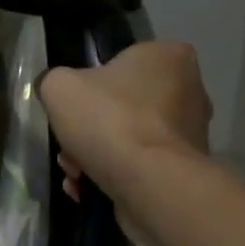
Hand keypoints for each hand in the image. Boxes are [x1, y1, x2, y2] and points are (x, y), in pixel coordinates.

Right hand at [39, 41, 211, 245]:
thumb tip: (57, 92)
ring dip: (94, 156)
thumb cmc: (109, 120)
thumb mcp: (59, 87)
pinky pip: (139, 166)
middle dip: (89, 130)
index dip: (89, 85)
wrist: (149, 183)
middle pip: (122, 106)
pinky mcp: (184, 170)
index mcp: (167, 56)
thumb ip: (54, 81)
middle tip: (68, 146)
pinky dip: (112, 176)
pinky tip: (87, 189)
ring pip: (127, 139)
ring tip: (74, 174)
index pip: (121, 62)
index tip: (72, 106)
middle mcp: (189, 90)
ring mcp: (190, 133)